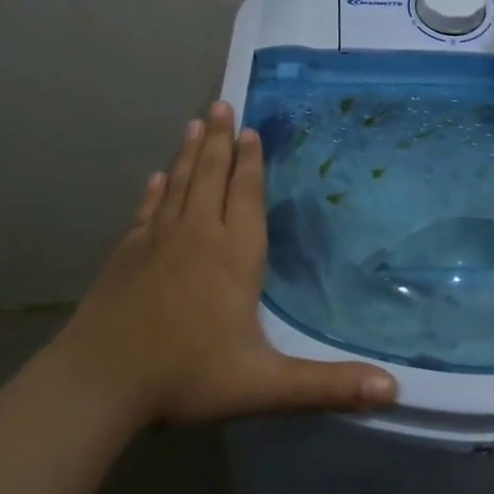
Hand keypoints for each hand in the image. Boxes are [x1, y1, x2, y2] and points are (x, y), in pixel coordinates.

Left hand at [61, 102, 398, 424]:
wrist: (99, 382)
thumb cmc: (187, 377)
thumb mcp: (266, 386)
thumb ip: (328, 385)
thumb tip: (394, 390)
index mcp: (234, 256)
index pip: (246, 196)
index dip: (251, 162)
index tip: (251, 130)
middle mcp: (197, 236)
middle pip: (212, 176)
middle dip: (220, 140)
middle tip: (222, 103)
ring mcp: (157, 241)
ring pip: (180, 184)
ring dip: (190, 152)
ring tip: (196, 122)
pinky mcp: (127, 254)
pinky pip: (148, 210)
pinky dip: (156, 190)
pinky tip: (157, 176)